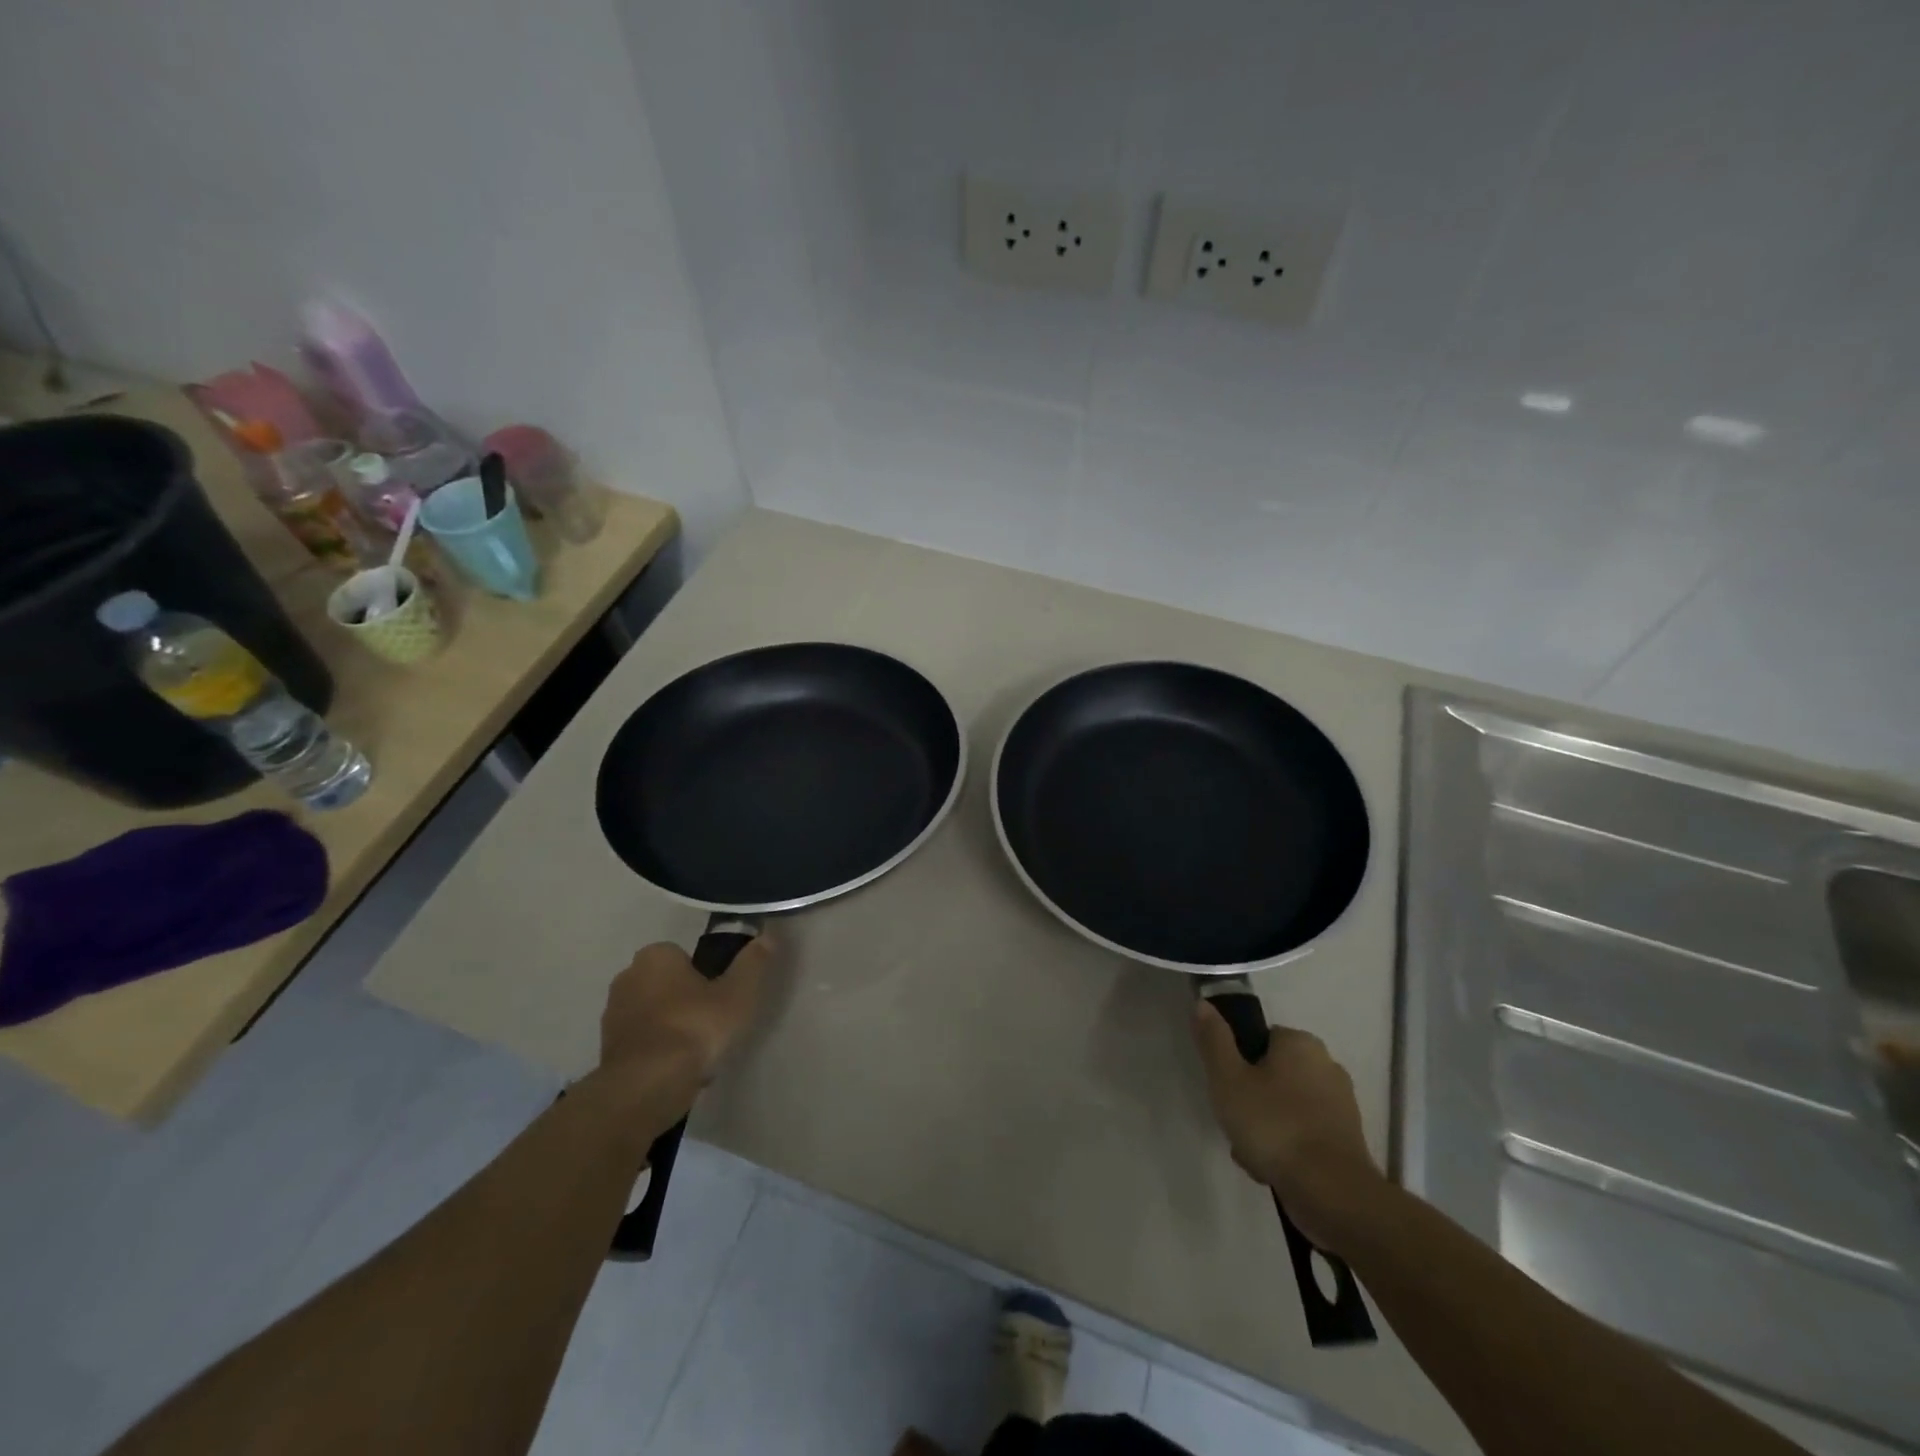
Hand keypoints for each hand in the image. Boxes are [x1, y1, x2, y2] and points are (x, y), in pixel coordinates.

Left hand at [597, 935, 778, 1104]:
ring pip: (653, 1013)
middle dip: (685, 999)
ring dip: (671, 1026)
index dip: (704, 975)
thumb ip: (753, 964)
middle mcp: (627, 977)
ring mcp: (612, 1015)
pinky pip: (642, 1041)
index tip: (720, 997)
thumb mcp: (738, 994)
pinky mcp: (606, 1050)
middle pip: (666, 983)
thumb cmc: (694, 1028)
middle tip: (712, 1022)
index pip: (683, 956)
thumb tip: (768, 936)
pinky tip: (678, 1069)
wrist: (645, 1087)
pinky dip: (658, 1050)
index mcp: (655, 956)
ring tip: (698, 1051)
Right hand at [1192, 1002, 1383, 1250]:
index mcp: (1301, 1043)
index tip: (1227, 1089)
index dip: (1238, 1063)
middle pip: (1272, 1075)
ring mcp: (1341, 1105)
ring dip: (1266, 1127)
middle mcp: (1327, 1066)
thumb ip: (1214, 1039)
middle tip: (1235, 1122)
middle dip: (1251, 1100)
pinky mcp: (1347, 1141)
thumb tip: (1204, 1003)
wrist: (1332, 1193)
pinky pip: (1304, 1134)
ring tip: (1251, 1153)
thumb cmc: (1274, 1125)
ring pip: (1286, 1107)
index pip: (1260, 1039)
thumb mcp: (1228, 1078)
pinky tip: (1272, 1170)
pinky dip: (1287, 1148)